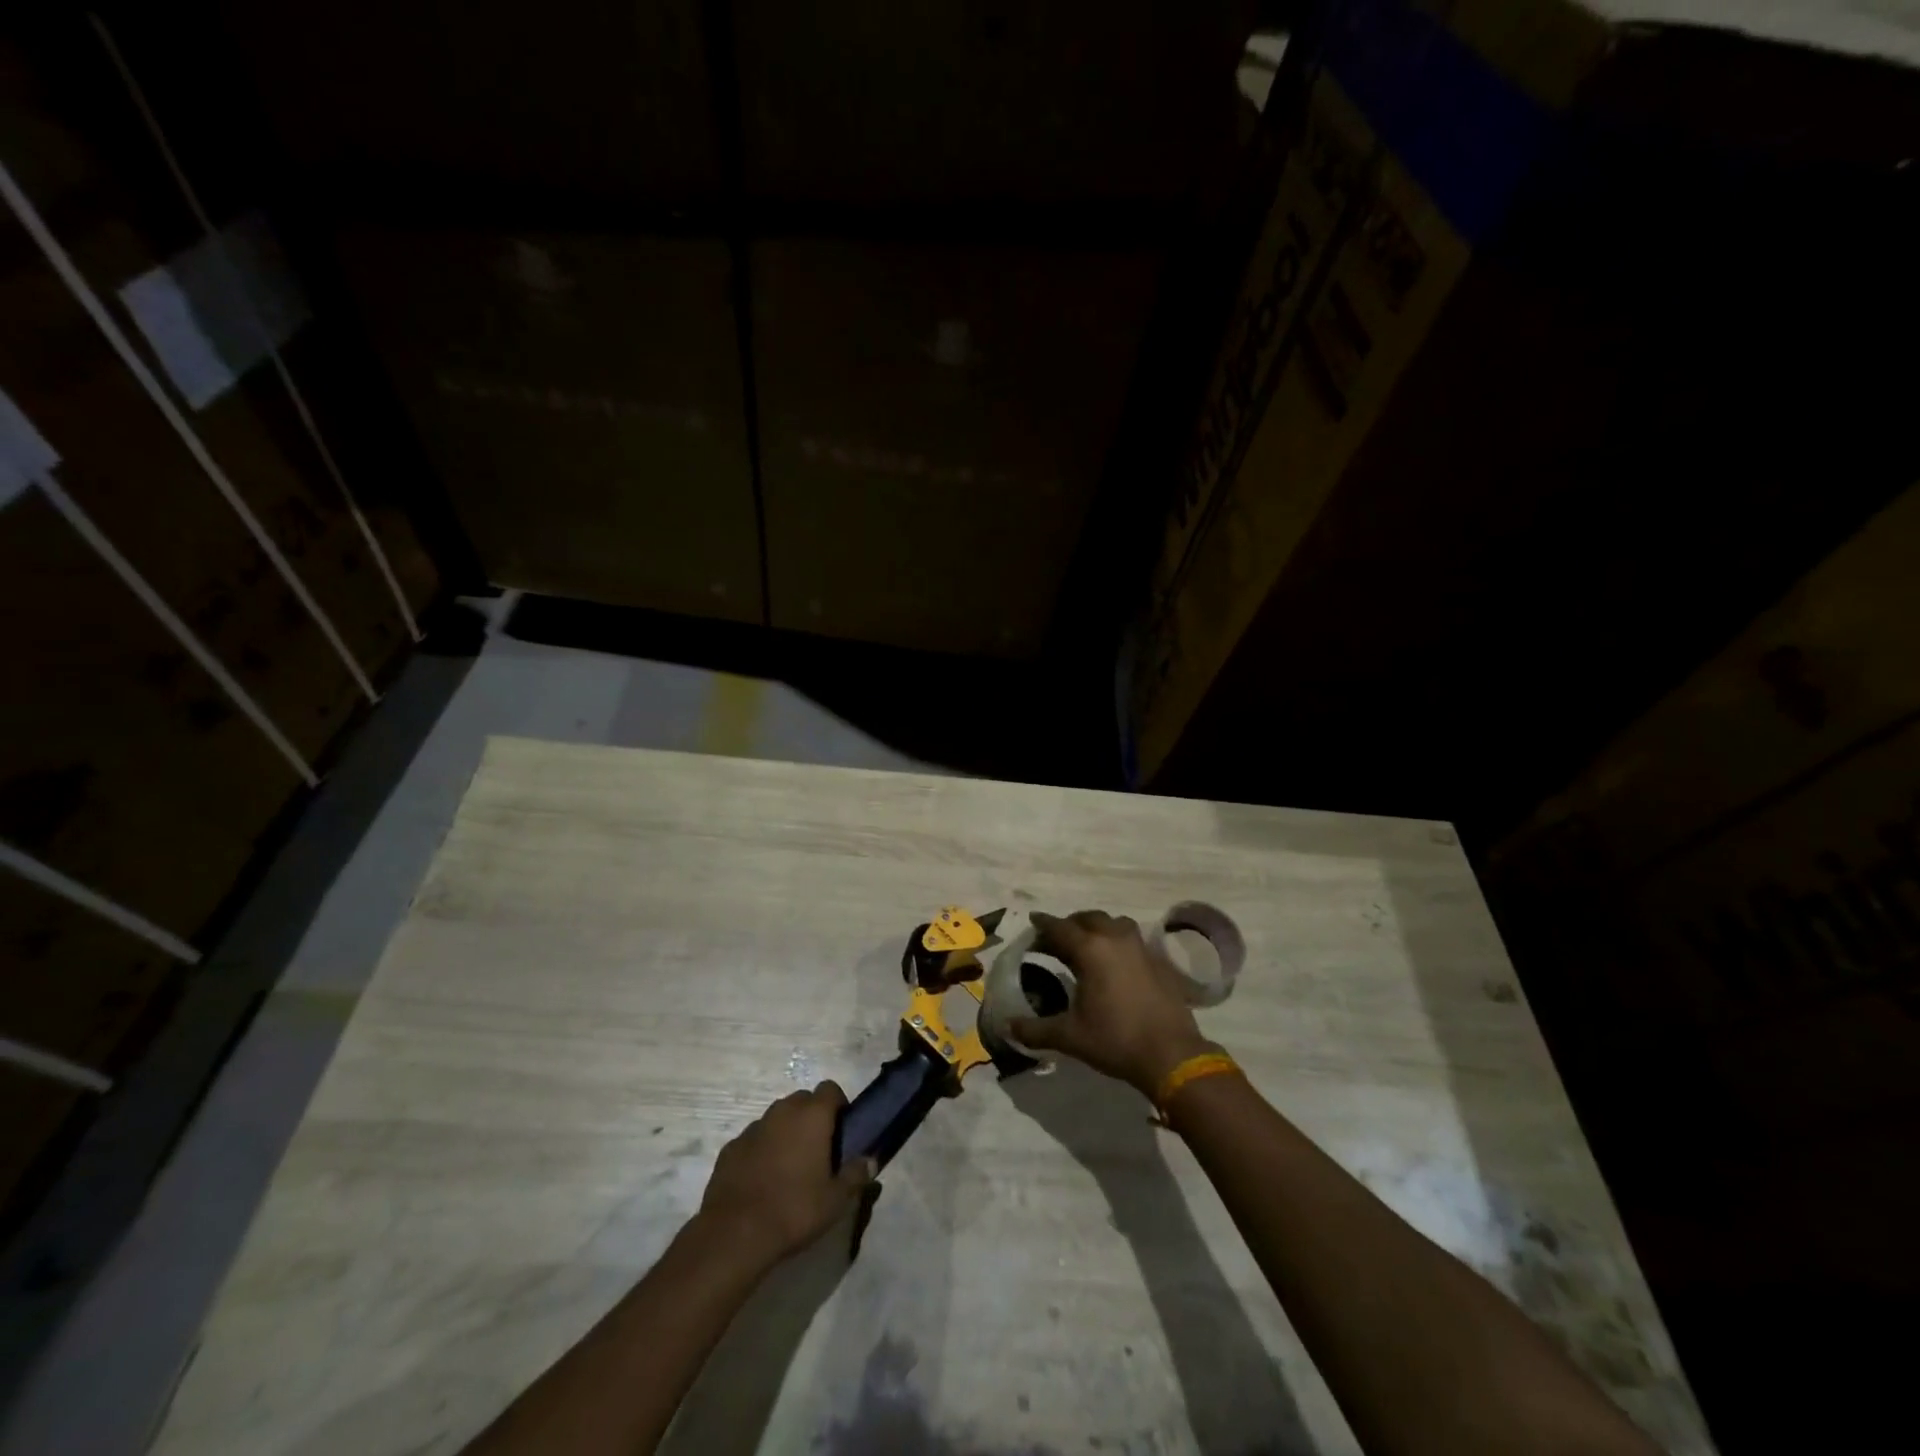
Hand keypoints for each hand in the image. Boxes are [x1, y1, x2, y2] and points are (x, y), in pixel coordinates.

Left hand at [697, 1083, 874, 1264]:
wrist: (735, 1234)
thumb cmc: (794, 1209)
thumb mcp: (836, 1200)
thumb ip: (856, 1175)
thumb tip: (870, 1161)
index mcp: (812, 1115)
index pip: (830, 1089)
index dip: (839, 1105)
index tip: (842, 1131)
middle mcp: (782, 1111)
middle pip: (803, 1100)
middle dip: (812, 1117)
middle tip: (819, 1150)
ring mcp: (753, 1127)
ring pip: (777, 1118)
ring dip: (786, 1132)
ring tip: (790, 1167)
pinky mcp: (731, 1147)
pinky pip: (754, 1139)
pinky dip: (762, 1150)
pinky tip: (762, 1179)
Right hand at [1010, 910, 1214, 1097]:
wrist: (1171, 1055)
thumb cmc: (1116, 1040)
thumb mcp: (1070, 1036)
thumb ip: (1035, 1030)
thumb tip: (1007, 1027)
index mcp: (1091, 949)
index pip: (1059, 928)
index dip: (1042, 925)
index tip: (1032, 923)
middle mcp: (1115, 939)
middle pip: (1088, 918)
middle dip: (1070, 924)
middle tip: (1056, 938)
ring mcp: (1140, 948)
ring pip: (1114, 923)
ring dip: (1097, 927)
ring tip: (1087, 944)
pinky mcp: (1158, 961)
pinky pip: (1133, 940)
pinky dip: (1118, 942)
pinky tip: (1115, 963)